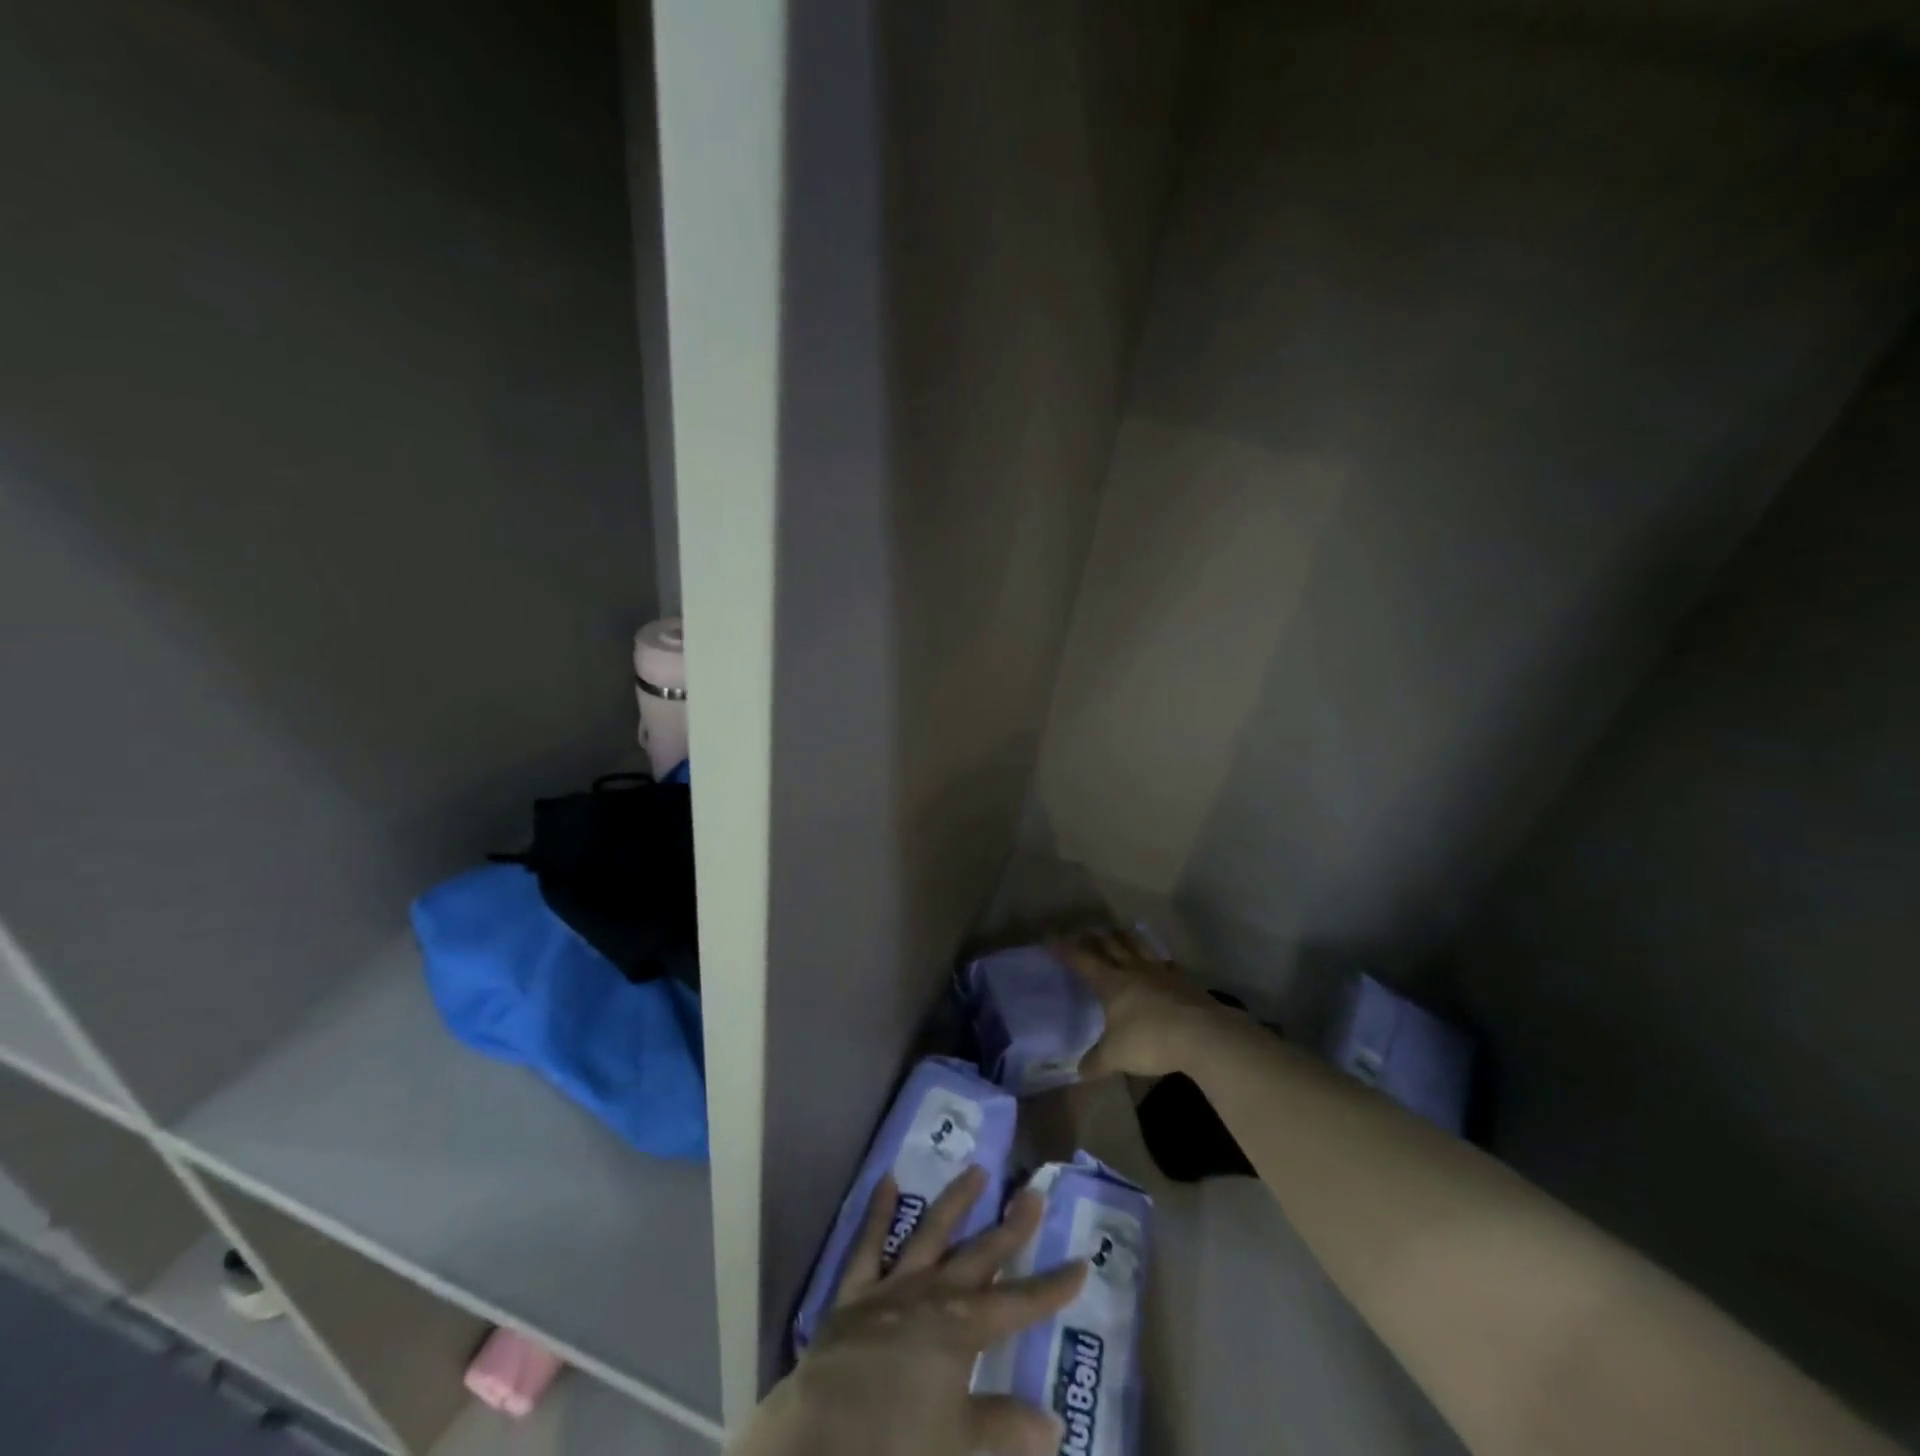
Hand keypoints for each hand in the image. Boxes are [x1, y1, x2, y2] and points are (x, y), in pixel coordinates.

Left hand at [731, 1166, 1087, 1455]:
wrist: (819, 1437)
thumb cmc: (896, 1440)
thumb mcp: (961, 1444)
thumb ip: (1005, 1428)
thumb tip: (1053, 1426)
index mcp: (963, 1328)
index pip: (1020, 1303)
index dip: (1052, 1287)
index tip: (1081, 1263)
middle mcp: (933, 1294)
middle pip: (981, 1255)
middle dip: (1012, 1228)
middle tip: (1034, 1192)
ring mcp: (893, 1287)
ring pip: (931, 1233)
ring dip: (955, 1202)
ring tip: (977, 1169)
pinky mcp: (855, 1293)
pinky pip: (868, 1245)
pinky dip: (878, 1213)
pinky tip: (886, 1181)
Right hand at [1053, 928, 1231, 1079]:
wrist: (1203, 1035)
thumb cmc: (1150, 1040)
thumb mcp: (1116, 1056)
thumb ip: (1096, 1061)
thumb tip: (1080, 1070)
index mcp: (1111, 982)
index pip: (1082, 960)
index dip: (1065, 949)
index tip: (1051, 937)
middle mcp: (1133, 970)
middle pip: (1111, 945)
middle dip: (1095, 937)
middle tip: (1085, 931)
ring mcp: (1161, 972)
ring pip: (1138, 945)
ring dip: (1125, 937)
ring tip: (1118, 931)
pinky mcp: (1184, 980)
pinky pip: (1165, 961)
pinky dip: (1156, 957)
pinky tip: (1159, 961)